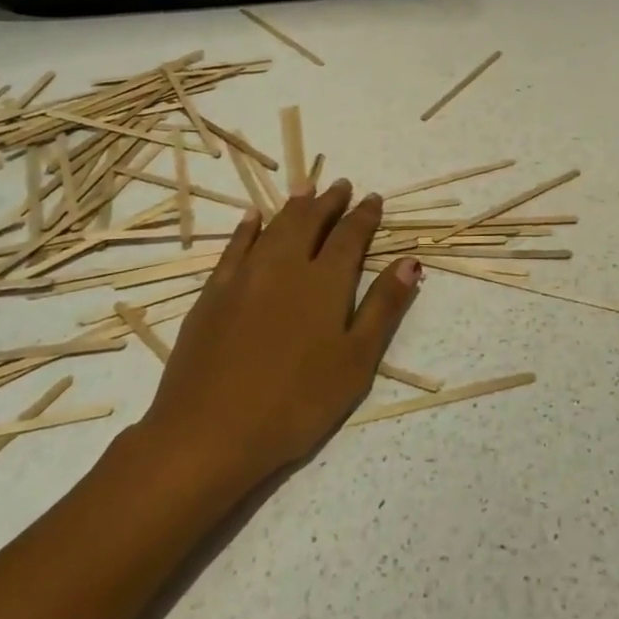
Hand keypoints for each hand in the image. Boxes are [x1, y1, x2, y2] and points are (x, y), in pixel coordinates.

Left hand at [134, 181, 421, 499]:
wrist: (206, 434)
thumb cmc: (295, 403)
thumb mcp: (355, 362)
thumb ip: (383, 307)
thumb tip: (411, 262)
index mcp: (325, 282)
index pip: (350, 235)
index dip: (364, 215)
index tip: (374, 198)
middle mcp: (286, 266)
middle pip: (311, 222)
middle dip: (329, 202)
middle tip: (341, 185)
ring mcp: (245, 277)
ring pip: (274, 227)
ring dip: (294, 205)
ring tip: (307, 188)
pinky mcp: (213, 294)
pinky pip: (234, 247)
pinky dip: (247, 227)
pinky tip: (252, 217)